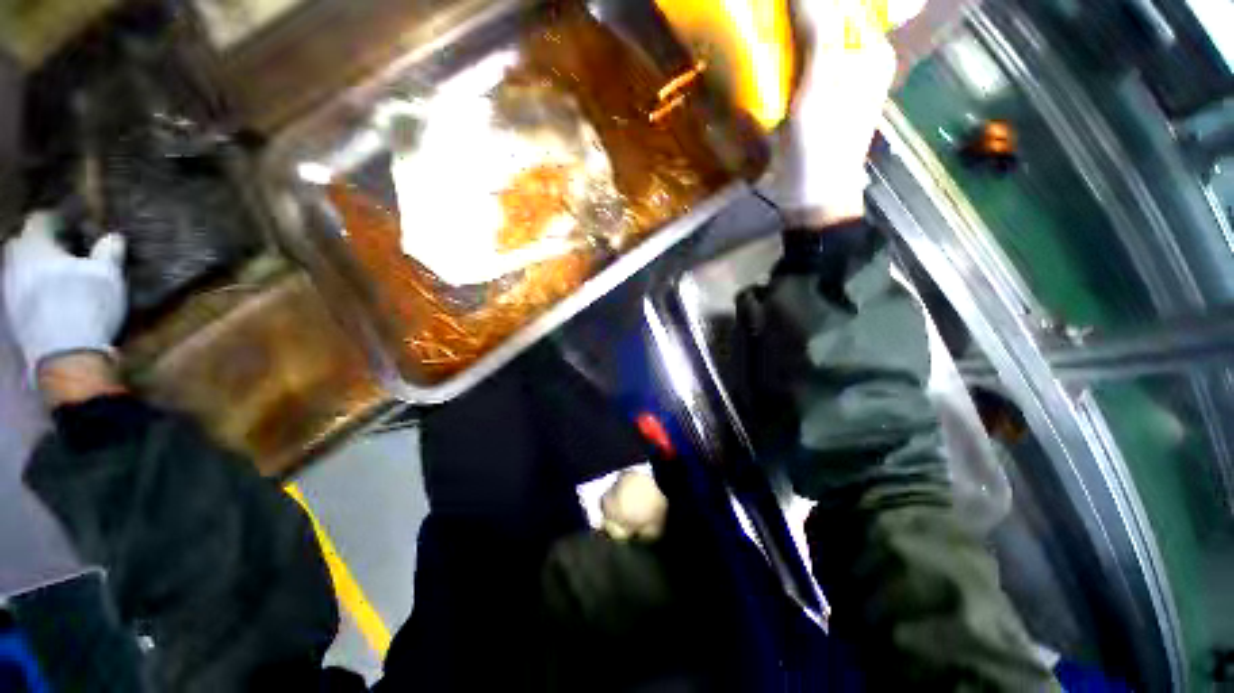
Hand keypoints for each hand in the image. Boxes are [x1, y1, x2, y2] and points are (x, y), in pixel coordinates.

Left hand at [3, 211, 126, 387]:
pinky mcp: (11, 311)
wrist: (65, 356)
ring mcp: (9, 288)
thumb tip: (113, 237)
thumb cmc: (87, 306)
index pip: (40, 219)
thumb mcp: (108, 276)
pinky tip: (46, 295)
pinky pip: (17, 287)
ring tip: (53, 273)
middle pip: (21, 241)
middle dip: (38, 242)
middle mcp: (15, 260)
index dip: (57, 220)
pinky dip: (30, 286)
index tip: (72, 225)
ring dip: (32, 265)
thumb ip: (108, 252)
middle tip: (60, 249)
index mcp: (35, 245)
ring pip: (16, 266)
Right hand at [759, 0, 896, 226]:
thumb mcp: (819, 89)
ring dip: (787, 36)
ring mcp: (838, 82)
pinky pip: (802, 69)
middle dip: (796, 16)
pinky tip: (766, 63)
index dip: (809, 2)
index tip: (776, 6)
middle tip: (764, 19)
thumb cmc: (820, 147)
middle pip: (829, 20)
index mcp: (870, 51)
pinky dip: (784, 61)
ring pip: (813, 43)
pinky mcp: (818, 103)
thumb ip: (818, 34)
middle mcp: (859, 61)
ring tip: (761, 33)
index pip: (844, 4)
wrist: (813, 200)